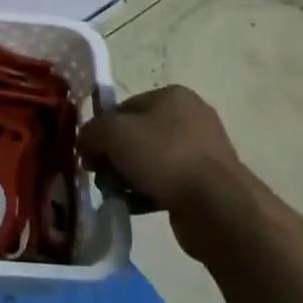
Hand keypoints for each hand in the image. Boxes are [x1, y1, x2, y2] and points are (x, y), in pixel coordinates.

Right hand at [78, 86, 247, 261]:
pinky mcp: (206, 184)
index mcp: (172, 96)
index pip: (124, 108)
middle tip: (102, 177)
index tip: (90, 155)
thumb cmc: (164, 156)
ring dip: (128, 178)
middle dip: (114, 157)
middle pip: (135, 136)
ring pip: (149, 162)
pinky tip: (133, 207)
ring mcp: (202, 153)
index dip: (102, 130)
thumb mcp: (113, 133)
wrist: (217, 206)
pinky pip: (165, 184)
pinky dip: (146, 194)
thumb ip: (91, 132)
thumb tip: (85, 144)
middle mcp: (190, 118)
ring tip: (117, 195)